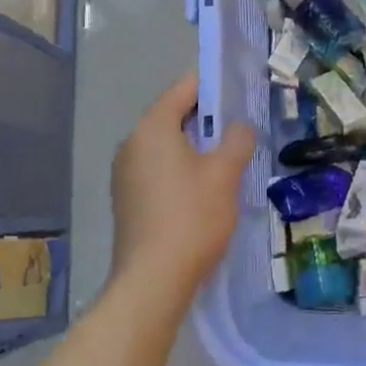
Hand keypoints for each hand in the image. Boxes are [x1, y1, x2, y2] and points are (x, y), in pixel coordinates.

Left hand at [110, 72, 256, 297]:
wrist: (152, 281)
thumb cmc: (192, 217)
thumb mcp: (225, 173)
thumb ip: (237, 140)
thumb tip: (239, 128)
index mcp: (152, 127)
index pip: (184, 88)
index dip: (213, 85)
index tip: (239, 90)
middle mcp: (132, 144)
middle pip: (173, 116)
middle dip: (207, 119)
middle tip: (240, 128)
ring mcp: (125, 174)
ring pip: (166, 146)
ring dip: (195, 147)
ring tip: (227, 160)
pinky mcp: (127, 200)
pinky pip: (158, 170)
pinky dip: (181, 170)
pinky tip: (204, 190)